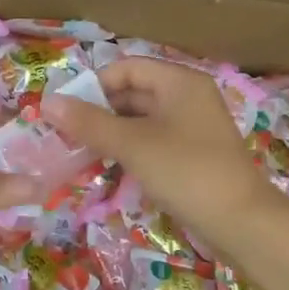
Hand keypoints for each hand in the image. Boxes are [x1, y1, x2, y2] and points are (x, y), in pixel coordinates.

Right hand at [42, 58, 276, 245]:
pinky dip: (130, 149)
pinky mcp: (193, 154)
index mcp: (179, 82)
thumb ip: (90, 122)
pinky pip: (154, 141)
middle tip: (66, 134)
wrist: (241, 221)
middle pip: (134, 92)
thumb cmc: (185, 171)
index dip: (94, 85)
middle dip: (99, 111)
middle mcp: (188, 97)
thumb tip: (48, 102)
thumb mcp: (133, 144)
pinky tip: (108, 166)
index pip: (127, 68)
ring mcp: (193, 127)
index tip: (65, 111)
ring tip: (80, 152)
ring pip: (142, 120)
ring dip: (111, 132)